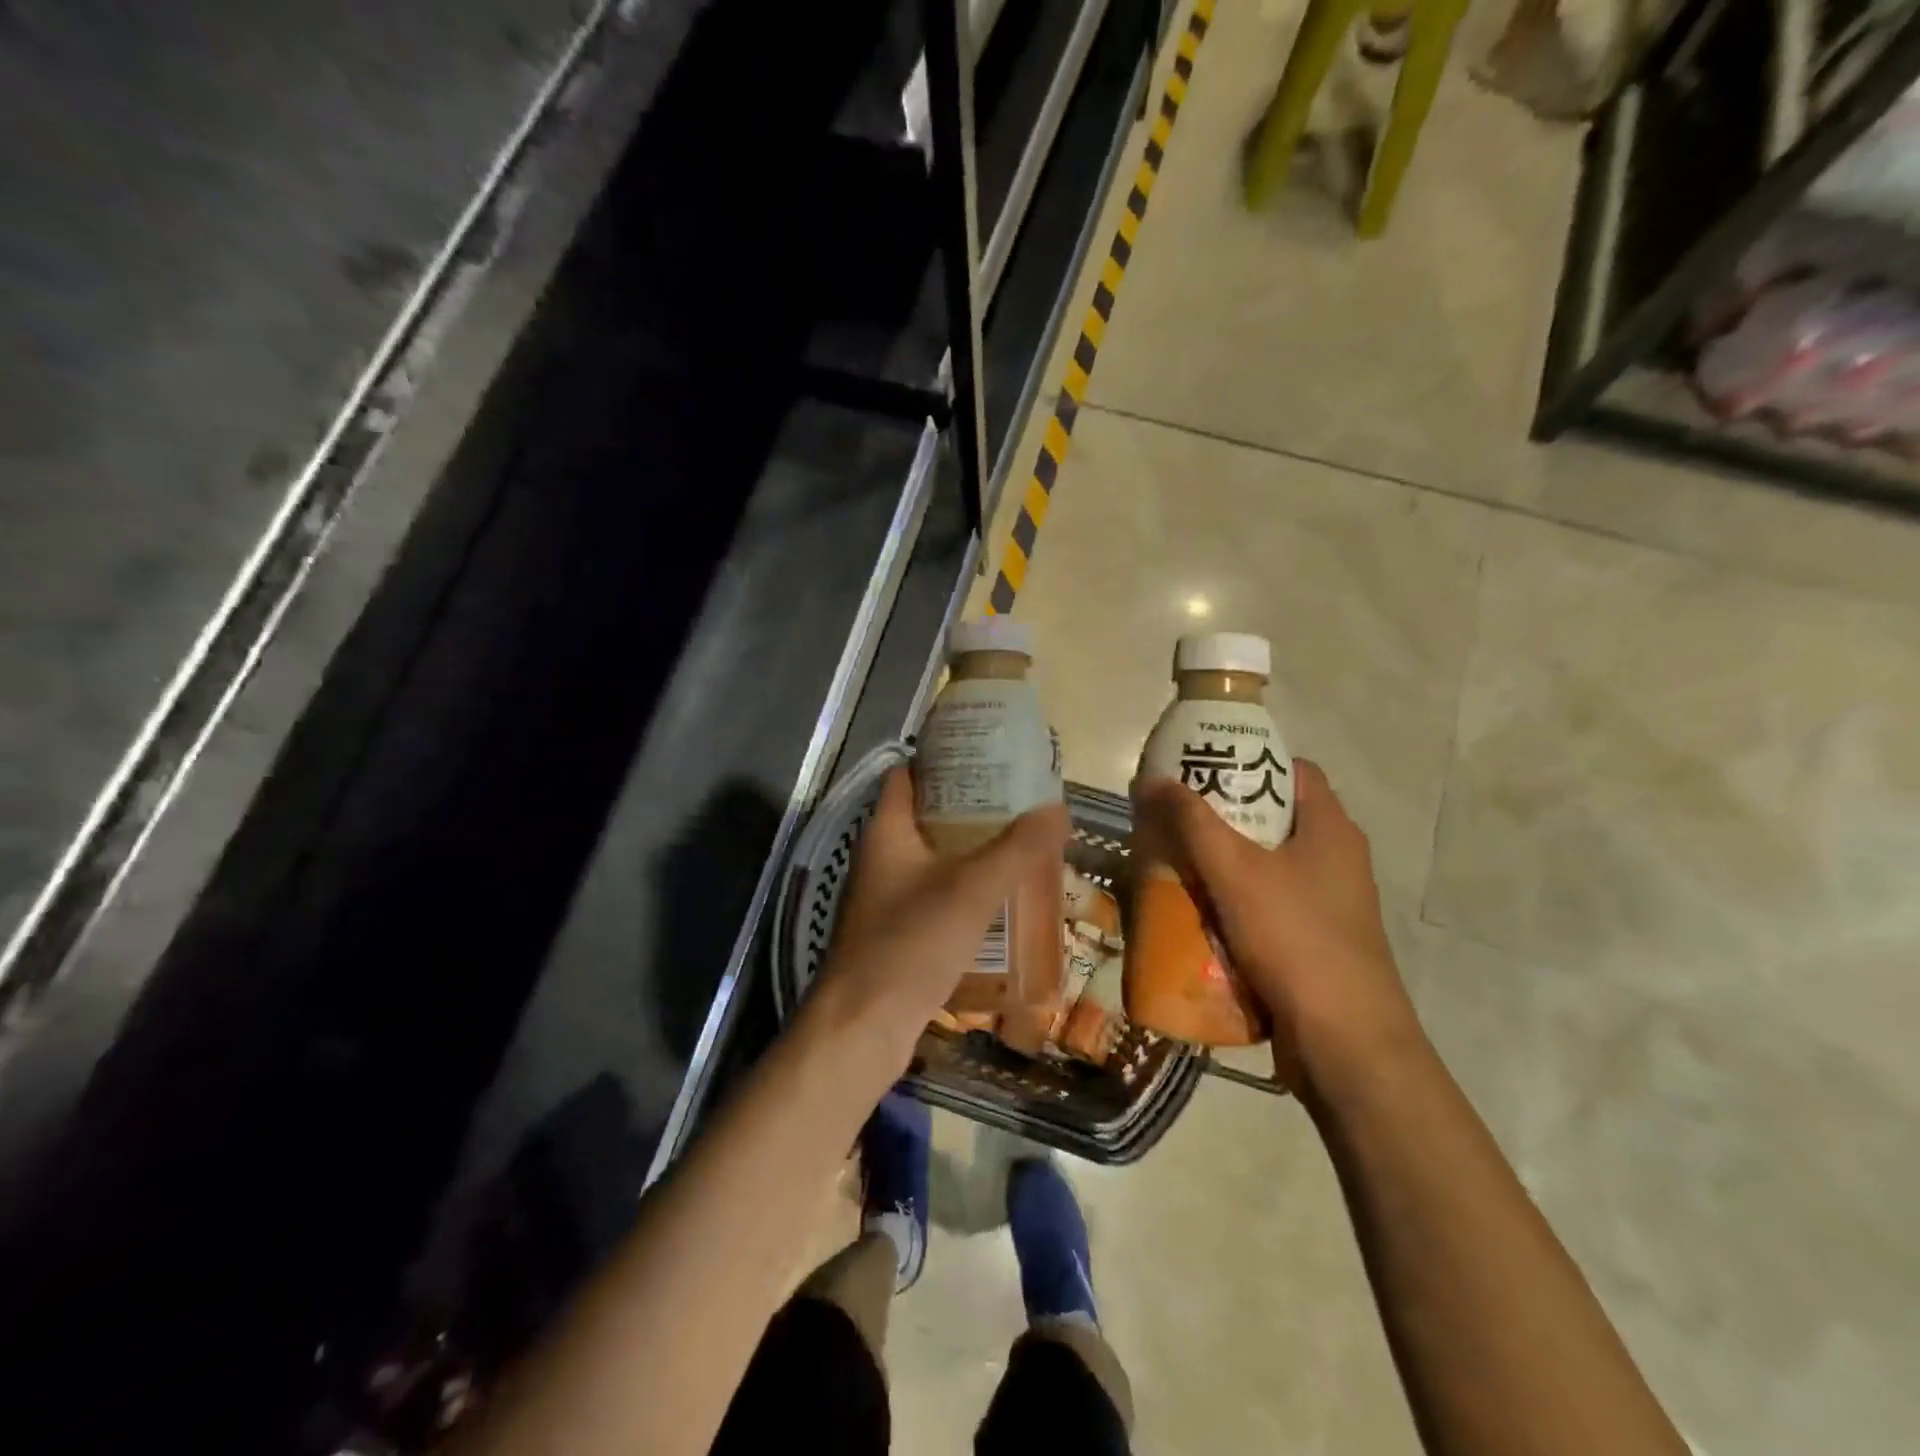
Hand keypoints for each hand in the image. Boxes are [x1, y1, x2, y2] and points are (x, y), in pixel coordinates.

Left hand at [810, 767, 1069, 1055]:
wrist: (864, 1027)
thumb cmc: (910, 944)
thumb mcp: (971, 889)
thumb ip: (1017, 848)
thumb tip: (1059, 808)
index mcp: (886, 832)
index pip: (909, 775)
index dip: (944, 758)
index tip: (990, 754)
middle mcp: (882, 858)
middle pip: (928, 816)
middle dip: (973, 808)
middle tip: (1022, 801)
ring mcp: (888, 898)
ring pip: (936, 859)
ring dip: (974, 851)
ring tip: (1023, 842)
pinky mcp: (900, 932)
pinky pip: (939, 896)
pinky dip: (968, 890)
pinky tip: (1004, 898)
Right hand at [1132, 759, 1420, 1090]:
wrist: (1345, 1041)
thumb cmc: (1294, 938)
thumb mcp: (1235, 872)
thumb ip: (1192, 823)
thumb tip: (1153, 780)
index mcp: (1331, 828)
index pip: (1294, 770)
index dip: (1250, 761)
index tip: (1204, 769)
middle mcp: (1338, 859)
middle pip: (1276, 818)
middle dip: (1226, 816)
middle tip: (1178, 817)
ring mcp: (1332, 904)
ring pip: (1270, 865)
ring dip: (1227, 862)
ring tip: (1179, 862)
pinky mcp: (1318, 940)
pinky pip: (1271, 904)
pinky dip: (1238, 901)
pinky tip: (1201, 913)